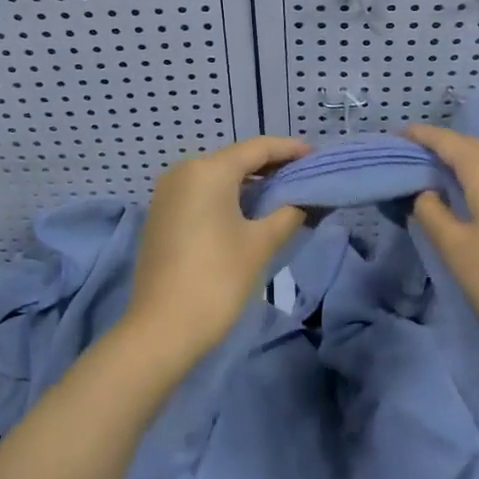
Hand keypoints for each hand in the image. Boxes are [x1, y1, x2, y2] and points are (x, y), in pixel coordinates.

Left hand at [126, 136, 311, 367]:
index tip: (316, 156)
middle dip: (271, 166)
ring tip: (283, 192)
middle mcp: (184, 171)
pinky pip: (202, 193)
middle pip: (236, 159)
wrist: (162, 329)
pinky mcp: (162, 215)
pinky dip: (228, 196)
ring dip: (250, 182)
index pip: (258, 149)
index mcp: (208, 170)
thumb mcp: (261, 244)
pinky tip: (250, 210)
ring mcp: (168, 193)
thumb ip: (289, 213)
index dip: (290, 150)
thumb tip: (305, 200)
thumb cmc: (218, 279)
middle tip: (304, 176)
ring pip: (218, 176)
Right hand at [406, 123, 478, 365]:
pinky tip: (465, 191)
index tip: (398, 135)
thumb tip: (427, 193)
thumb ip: (433, 213)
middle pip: (471, 147)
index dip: (423, 136)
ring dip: (460, 162)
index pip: (449, 142)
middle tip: (409, 155)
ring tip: (432, 171)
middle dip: (440, 147)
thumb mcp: (456, 249)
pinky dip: (478, 176)